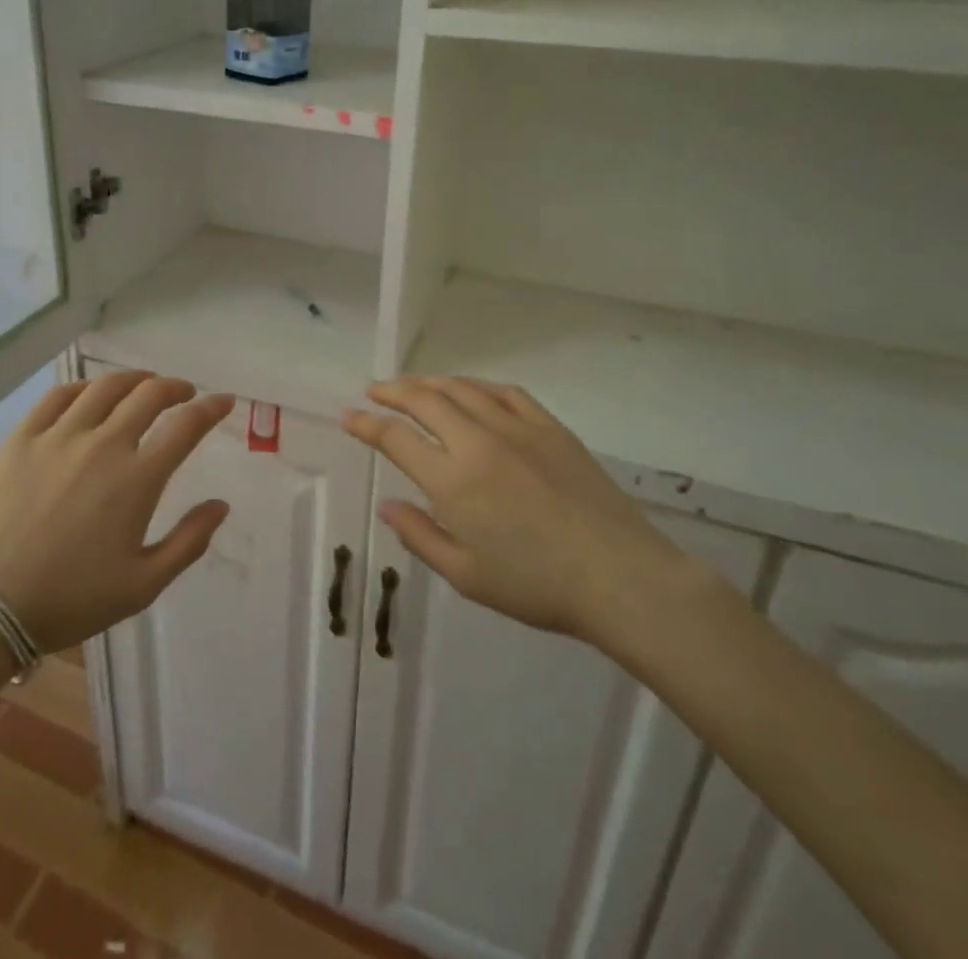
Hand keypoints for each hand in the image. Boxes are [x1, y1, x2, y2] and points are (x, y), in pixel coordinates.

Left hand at [0, 371, 233, 652]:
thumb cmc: (71, 600)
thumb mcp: (143, 585)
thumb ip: (189, 542)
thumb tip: (221, 505)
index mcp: (137, 479)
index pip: (186, 426)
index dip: (211, 408)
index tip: (223, 401)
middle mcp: (103, 444)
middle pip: (149, 395)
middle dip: (176, 387)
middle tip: (184, 393)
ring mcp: (59, 436)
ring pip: (105, 387)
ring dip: (134, 380)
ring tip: (144, 385)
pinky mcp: (23, 437)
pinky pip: (59, 396)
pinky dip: (84, 387)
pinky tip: (91, 393)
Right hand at [342, 377, 698, 659]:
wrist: (619, 576)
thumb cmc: (536, 586)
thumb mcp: (466, 575)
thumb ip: (420, 536)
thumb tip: (387, 506)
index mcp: (452, 480)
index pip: (395, 439)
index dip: (366, 424)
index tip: (348, 417)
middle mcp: (477, 442)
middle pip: (424, 400)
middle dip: (392, 391)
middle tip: (375, 390)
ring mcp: (516, 428)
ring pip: (462, 389)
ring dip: (430, 382)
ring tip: (414, 386)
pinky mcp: (549, 426)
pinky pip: (506, 392)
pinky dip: (479, 386)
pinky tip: (472, 391)